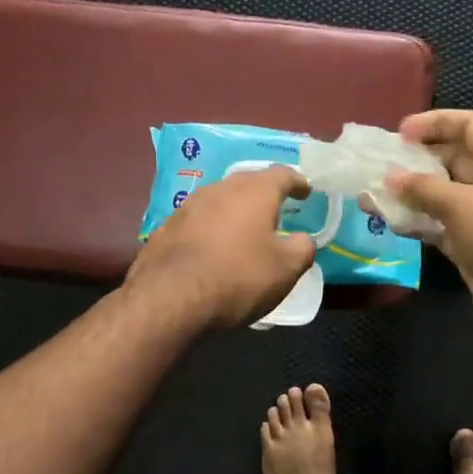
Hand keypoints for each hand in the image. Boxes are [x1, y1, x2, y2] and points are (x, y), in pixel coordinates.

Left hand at [128, 166, 315, 327]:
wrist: (169, 299)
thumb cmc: (238, 278)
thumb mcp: (286, 269)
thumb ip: (302, 248)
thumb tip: (303, 239)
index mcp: (254, 192)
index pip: (282, 174)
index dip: (297, 181)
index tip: (305, 191)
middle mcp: (220, 189)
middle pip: (248, 182)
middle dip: (265, 192)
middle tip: (277, 207)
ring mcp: (189, 206)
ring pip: (220, 199)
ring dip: (235, 209)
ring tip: (245, 227)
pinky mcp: (166, 227)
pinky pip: (198, 220)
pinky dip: (211, 227)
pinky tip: (213, 246)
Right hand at [386, 110, 472, 353]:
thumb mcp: (463, 206)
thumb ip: (424, 188)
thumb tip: (391, 177)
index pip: (470, 125)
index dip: (436, 122)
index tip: (400, 132)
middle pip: (453, 158)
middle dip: (417, 158)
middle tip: (379, 163)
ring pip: (442, 195)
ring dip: (411, 193)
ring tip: (373, 192)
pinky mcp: (472, 248)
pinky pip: (439, 226)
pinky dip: (416, 222)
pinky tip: (388, 223)